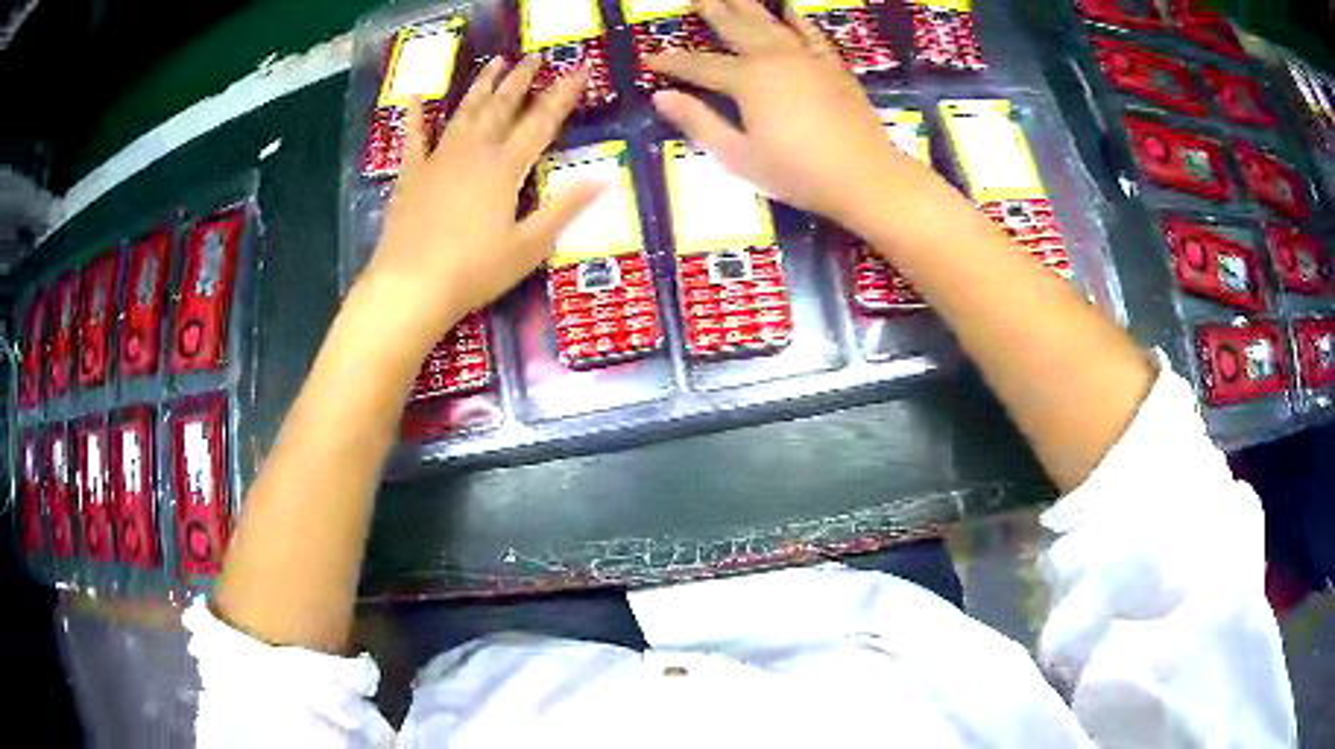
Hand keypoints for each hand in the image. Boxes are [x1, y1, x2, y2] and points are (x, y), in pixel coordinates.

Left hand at [356, 56, 603, 353]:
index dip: (563, 95)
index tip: (579, 70)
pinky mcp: (411, 175)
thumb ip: (564, 208)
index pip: (541, 122)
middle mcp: (474, 152)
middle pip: (502, 107)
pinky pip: (413, 138)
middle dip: (521, 80)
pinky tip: (413, 96)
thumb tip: (604, 179)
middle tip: (534, 56)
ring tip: (495, 63)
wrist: (411, 286)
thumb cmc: (474, 271)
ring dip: (481, 86)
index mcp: (505, 168)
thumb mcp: (529, 246)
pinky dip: (413, 115)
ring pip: (465, 113)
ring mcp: (439, 160)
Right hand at [647, 0, 926, 232]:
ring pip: (771, 24)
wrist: (866, 177)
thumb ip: (699, 122)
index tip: (650, 58)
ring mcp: (808, 59)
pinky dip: (798, 20)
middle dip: (713, 12)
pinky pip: (811, 34)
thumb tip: (661, 97)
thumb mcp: (739, 155)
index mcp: (748, 81)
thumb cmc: (798, 172)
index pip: (700, 66)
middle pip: (737, 29)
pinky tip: (790, 10)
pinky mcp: (833, 67)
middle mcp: (775, 59)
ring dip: (748, 7)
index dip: (673, 62)